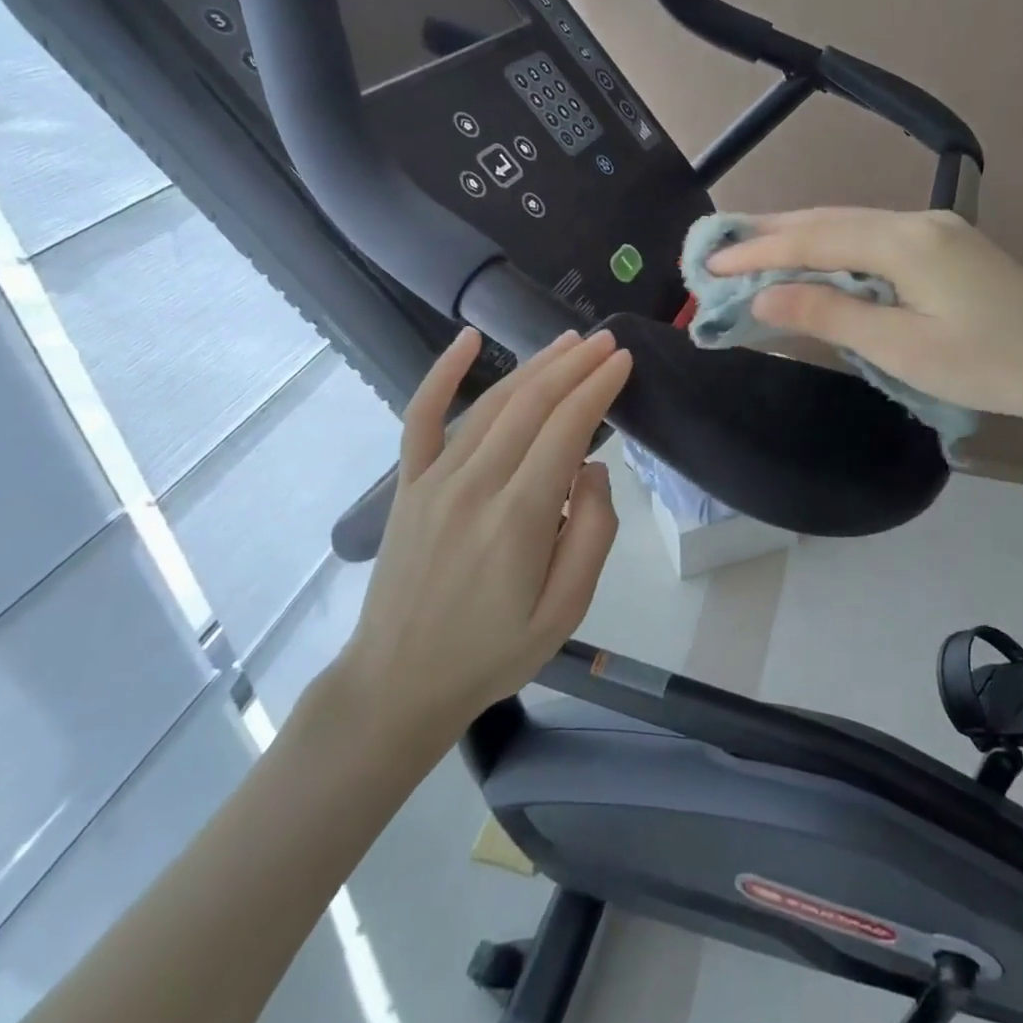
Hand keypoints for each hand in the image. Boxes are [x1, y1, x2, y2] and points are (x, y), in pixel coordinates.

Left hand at [335, 328, 632, 741]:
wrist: (399, 683)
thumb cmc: (493, 651)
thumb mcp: (566, 610)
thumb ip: (592, 533)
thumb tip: (592, 468)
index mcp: (518, 518)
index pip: (567, 429)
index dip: (597, 388)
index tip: (623, 361)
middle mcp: (475, 485)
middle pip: (532, 405)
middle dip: (574, 366)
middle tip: (605, 341)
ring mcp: (435, 480)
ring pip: (491, 404)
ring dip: (534, 366)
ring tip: (568, 342)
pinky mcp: (409, 485)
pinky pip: (422, 417)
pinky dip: (443, 373)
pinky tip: (468, 340)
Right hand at [706, 208, 1022, 430]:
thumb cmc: (988, 364)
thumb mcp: (902, 347)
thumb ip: (830, 316)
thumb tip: (764, 297)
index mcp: (905, 242)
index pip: (814, 238)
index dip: (758, 251)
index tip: (709, 265)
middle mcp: (916, 222)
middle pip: (828, 220)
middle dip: (770, 234)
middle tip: (718, 248)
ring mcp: (933, 231)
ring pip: (849, 226)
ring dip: (799, 238)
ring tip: (752, 250)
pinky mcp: (943, 248)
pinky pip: (871, 239)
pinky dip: (831, 249)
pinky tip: (814, 261)